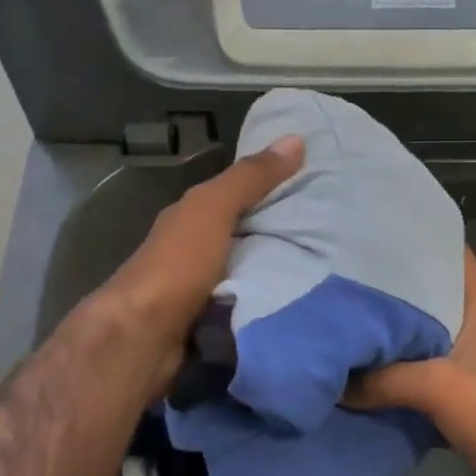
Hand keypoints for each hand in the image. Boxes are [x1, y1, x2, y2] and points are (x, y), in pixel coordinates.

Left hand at [100, 135, 303, 394]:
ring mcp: (199, 289)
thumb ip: (250, 178)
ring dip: (276, 272)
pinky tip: (298, 302)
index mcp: (191, 217)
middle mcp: (192, 249)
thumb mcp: (214, 209)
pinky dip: (267, 302)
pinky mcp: (209, 323)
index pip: (236, 194)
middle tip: (333, 233)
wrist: (142, 337)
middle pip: (244, 235)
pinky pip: (247, 305)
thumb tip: (295, 138)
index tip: (317, 187)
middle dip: (282, 234)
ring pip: (247, 272)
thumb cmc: (177, 265)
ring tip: (325, 269)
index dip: (272, 188)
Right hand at [348, 248, 475, 475]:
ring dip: (386, 335)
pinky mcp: (458, 396)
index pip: (449, 253)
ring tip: (339, 319)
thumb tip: (331, 379)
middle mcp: (473, 325)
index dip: (415, 237)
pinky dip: (391, 374)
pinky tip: (356, 372)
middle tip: (338, 276)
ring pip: (418, 336)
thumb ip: (381, 378)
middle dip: (386, 288)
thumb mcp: (437, 386)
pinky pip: (416, 374)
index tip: (370, 230)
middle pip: (425, 295)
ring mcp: (467, 361)